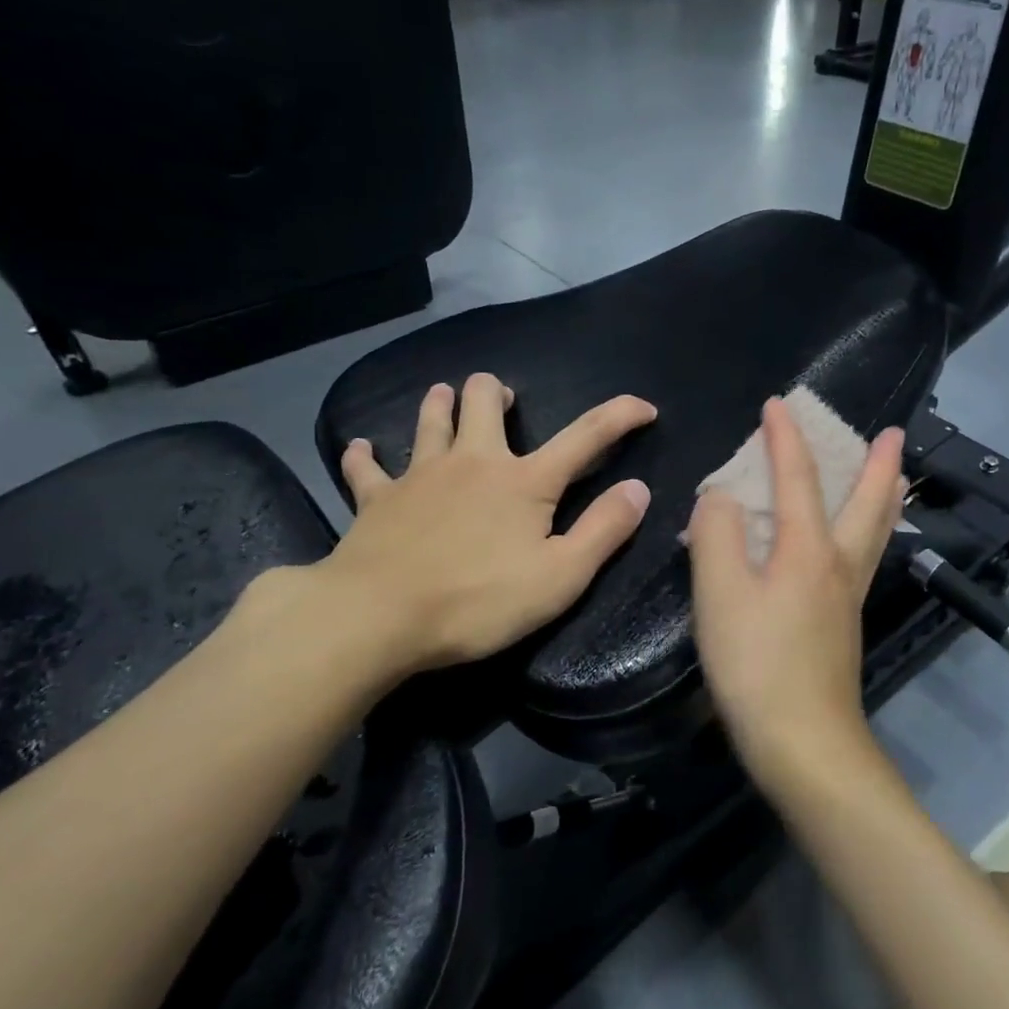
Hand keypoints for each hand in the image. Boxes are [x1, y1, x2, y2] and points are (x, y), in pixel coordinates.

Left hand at [286, 374, 656, 684]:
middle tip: (504, 401)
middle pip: (484, 401)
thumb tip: (638, 489)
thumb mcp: (560, 577)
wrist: (377, 617)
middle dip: (496, 392)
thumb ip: (604, 530)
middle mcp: (474, 462)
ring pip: (430, 420)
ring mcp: (421, 475)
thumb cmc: (478, 601)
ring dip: (441, 403)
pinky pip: (367, 468)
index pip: (586, 435)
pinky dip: (367, 457)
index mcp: (525, 481)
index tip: (645, 408)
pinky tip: (363, 449)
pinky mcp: (378, 498)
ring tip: (446, 396)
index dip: (620, 415)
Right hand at [687, 396, 904, 784]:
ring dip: (885, 495)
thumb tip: (721, 496)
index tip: (779, 404)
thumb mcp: (721, 594)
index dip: (786, 437)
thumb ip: (717, 534)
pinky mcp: (844, 624)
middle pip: (869, 502)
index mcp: (809, 549)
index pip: (799, 477)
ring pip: (878, 531)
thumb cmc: (757, 665)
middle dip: (878, 463)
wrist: (804, 744)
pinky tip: (859, 541)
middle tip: (893, 433)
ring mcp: (849, 596)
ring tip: (895, 474)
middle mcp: (839, 565)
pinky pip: (866, 556)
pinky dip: (872, 528)